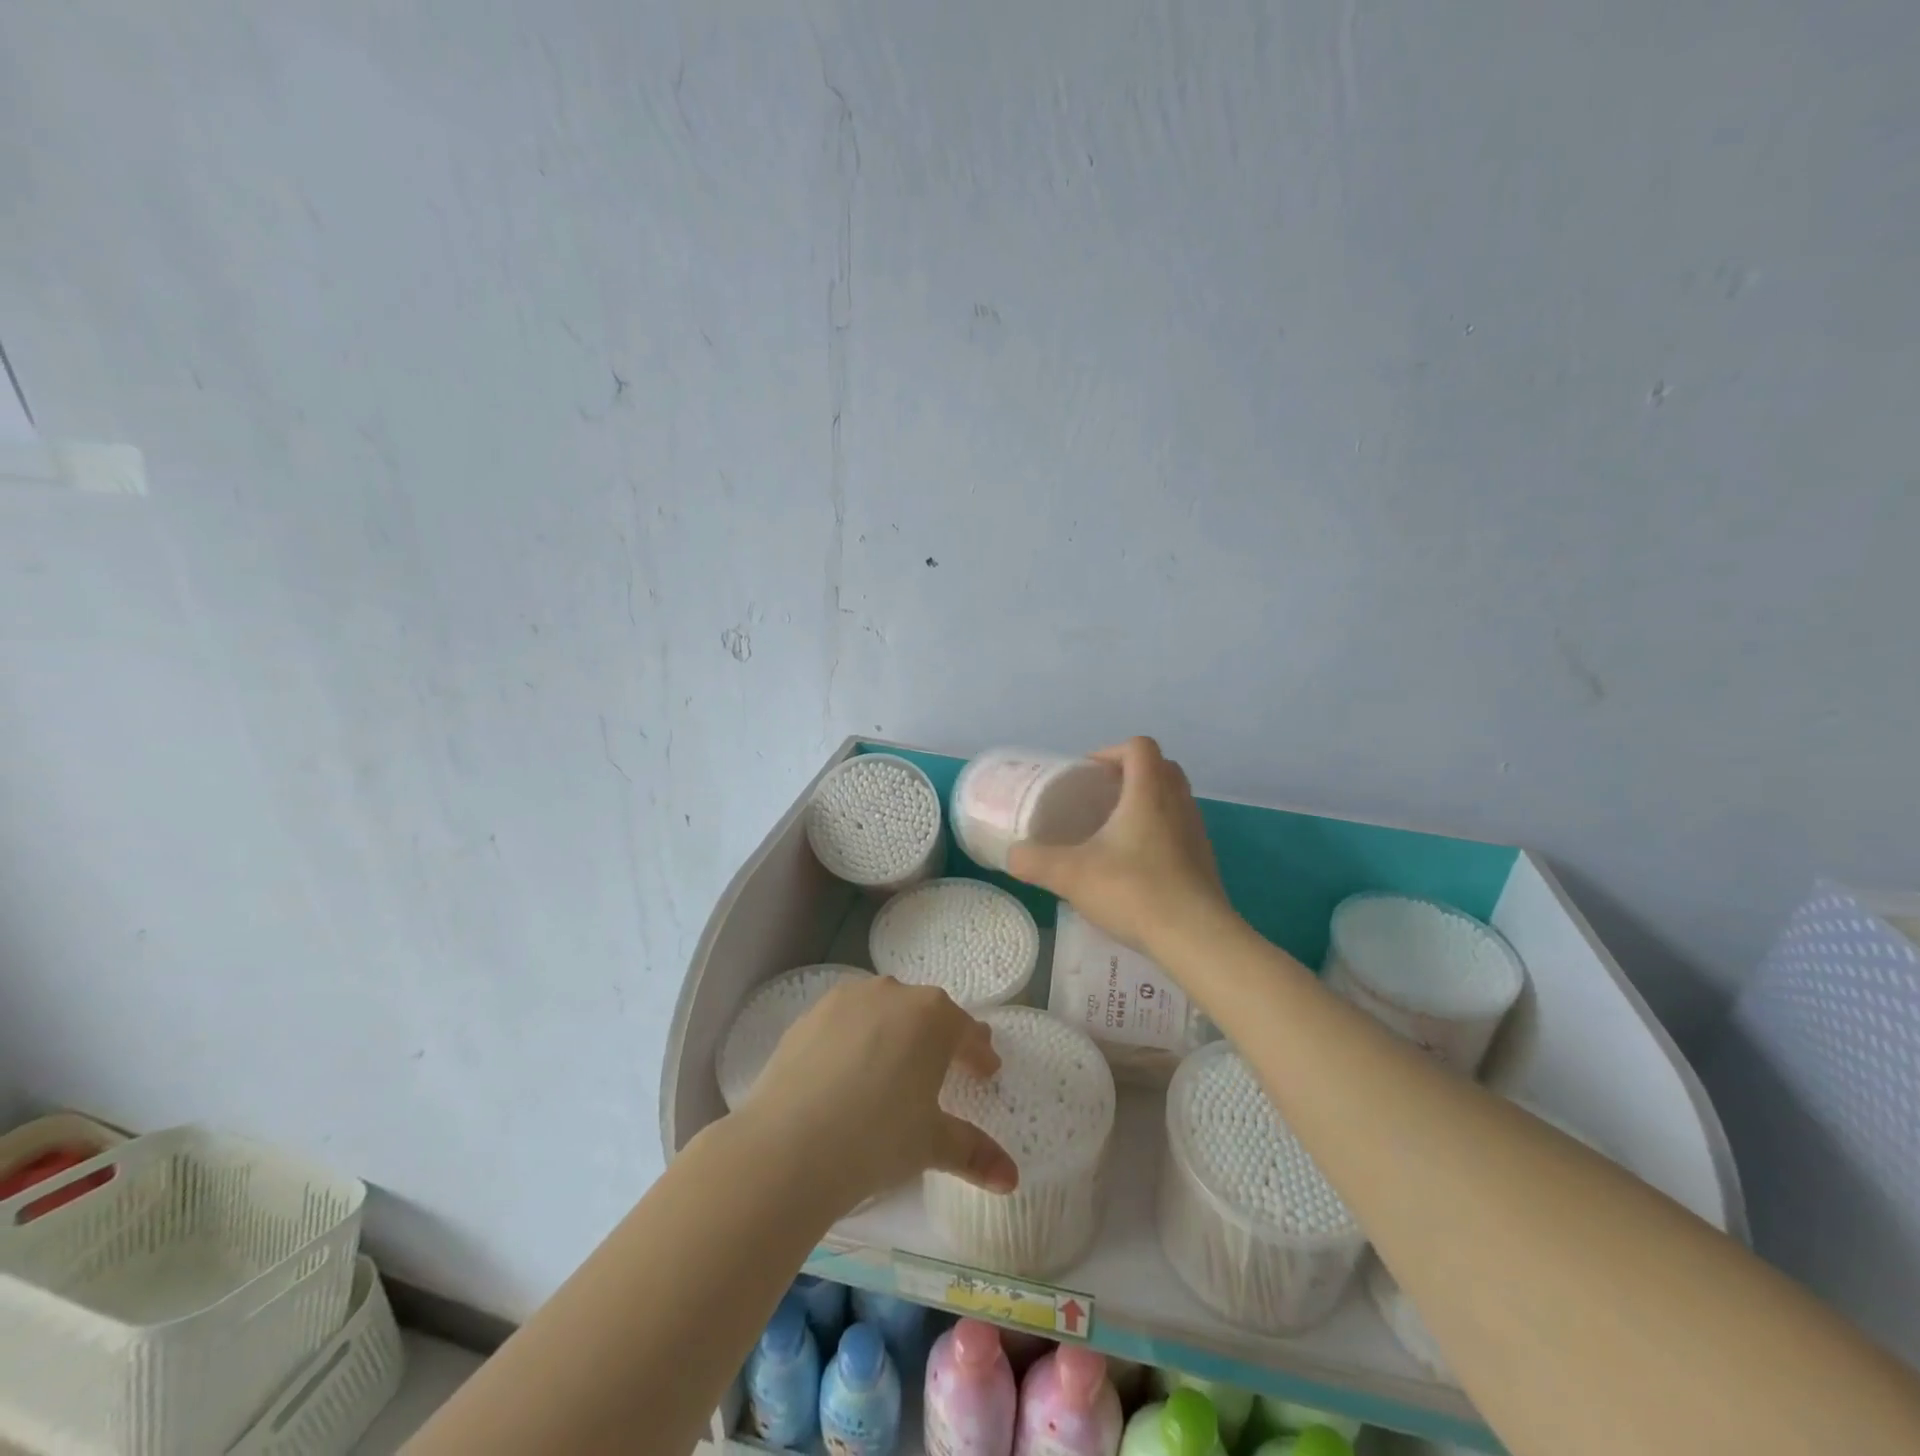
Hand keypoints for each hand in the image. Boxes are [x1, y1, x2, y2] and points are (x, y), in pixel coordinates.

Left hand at [744, 975, 1019, 1208]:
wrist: (789, 1144)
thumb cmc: (877, 1138)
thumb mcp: (931, 1145)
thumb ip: (974, 1153)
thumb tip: (1011, 1179)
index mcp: (933, 1017)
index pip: (967, 1031)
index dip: (979, 1053)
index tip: (986, 1071)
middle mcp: (893, 994)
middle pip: (926, 1013)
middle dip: (940, 1037)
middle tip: (946, 1065)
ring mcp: (847, 1000)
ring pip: (883, 1010)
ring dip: (896, 1032)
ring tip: (895, 1065)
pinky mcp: (810, 1015)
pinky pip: (846, 1021)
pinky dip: (856, 1038)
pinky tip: (849, 1069)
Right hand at [1008, 736, 1235, 957]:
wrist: (1194, 937)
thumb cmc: (1132, 891)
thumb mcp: (1070, 875)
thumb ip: (1034, 861)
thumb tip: (1012, 856)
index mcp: (1148, 792)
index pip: (1139, 746)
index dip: (1112, 751)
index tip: (1088, 775)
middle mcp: (1178, 803)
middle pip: (1161, 767)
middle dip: (1130, 774)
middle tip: (1099, 798)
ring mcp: (1196, 832)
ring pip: (1174, 798)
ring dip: (1146, 802)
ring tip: (1114, 831)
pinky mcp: (1204, 860)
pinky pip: (1180, 829)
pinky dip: (1159, 832)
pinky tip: (1135, 864)